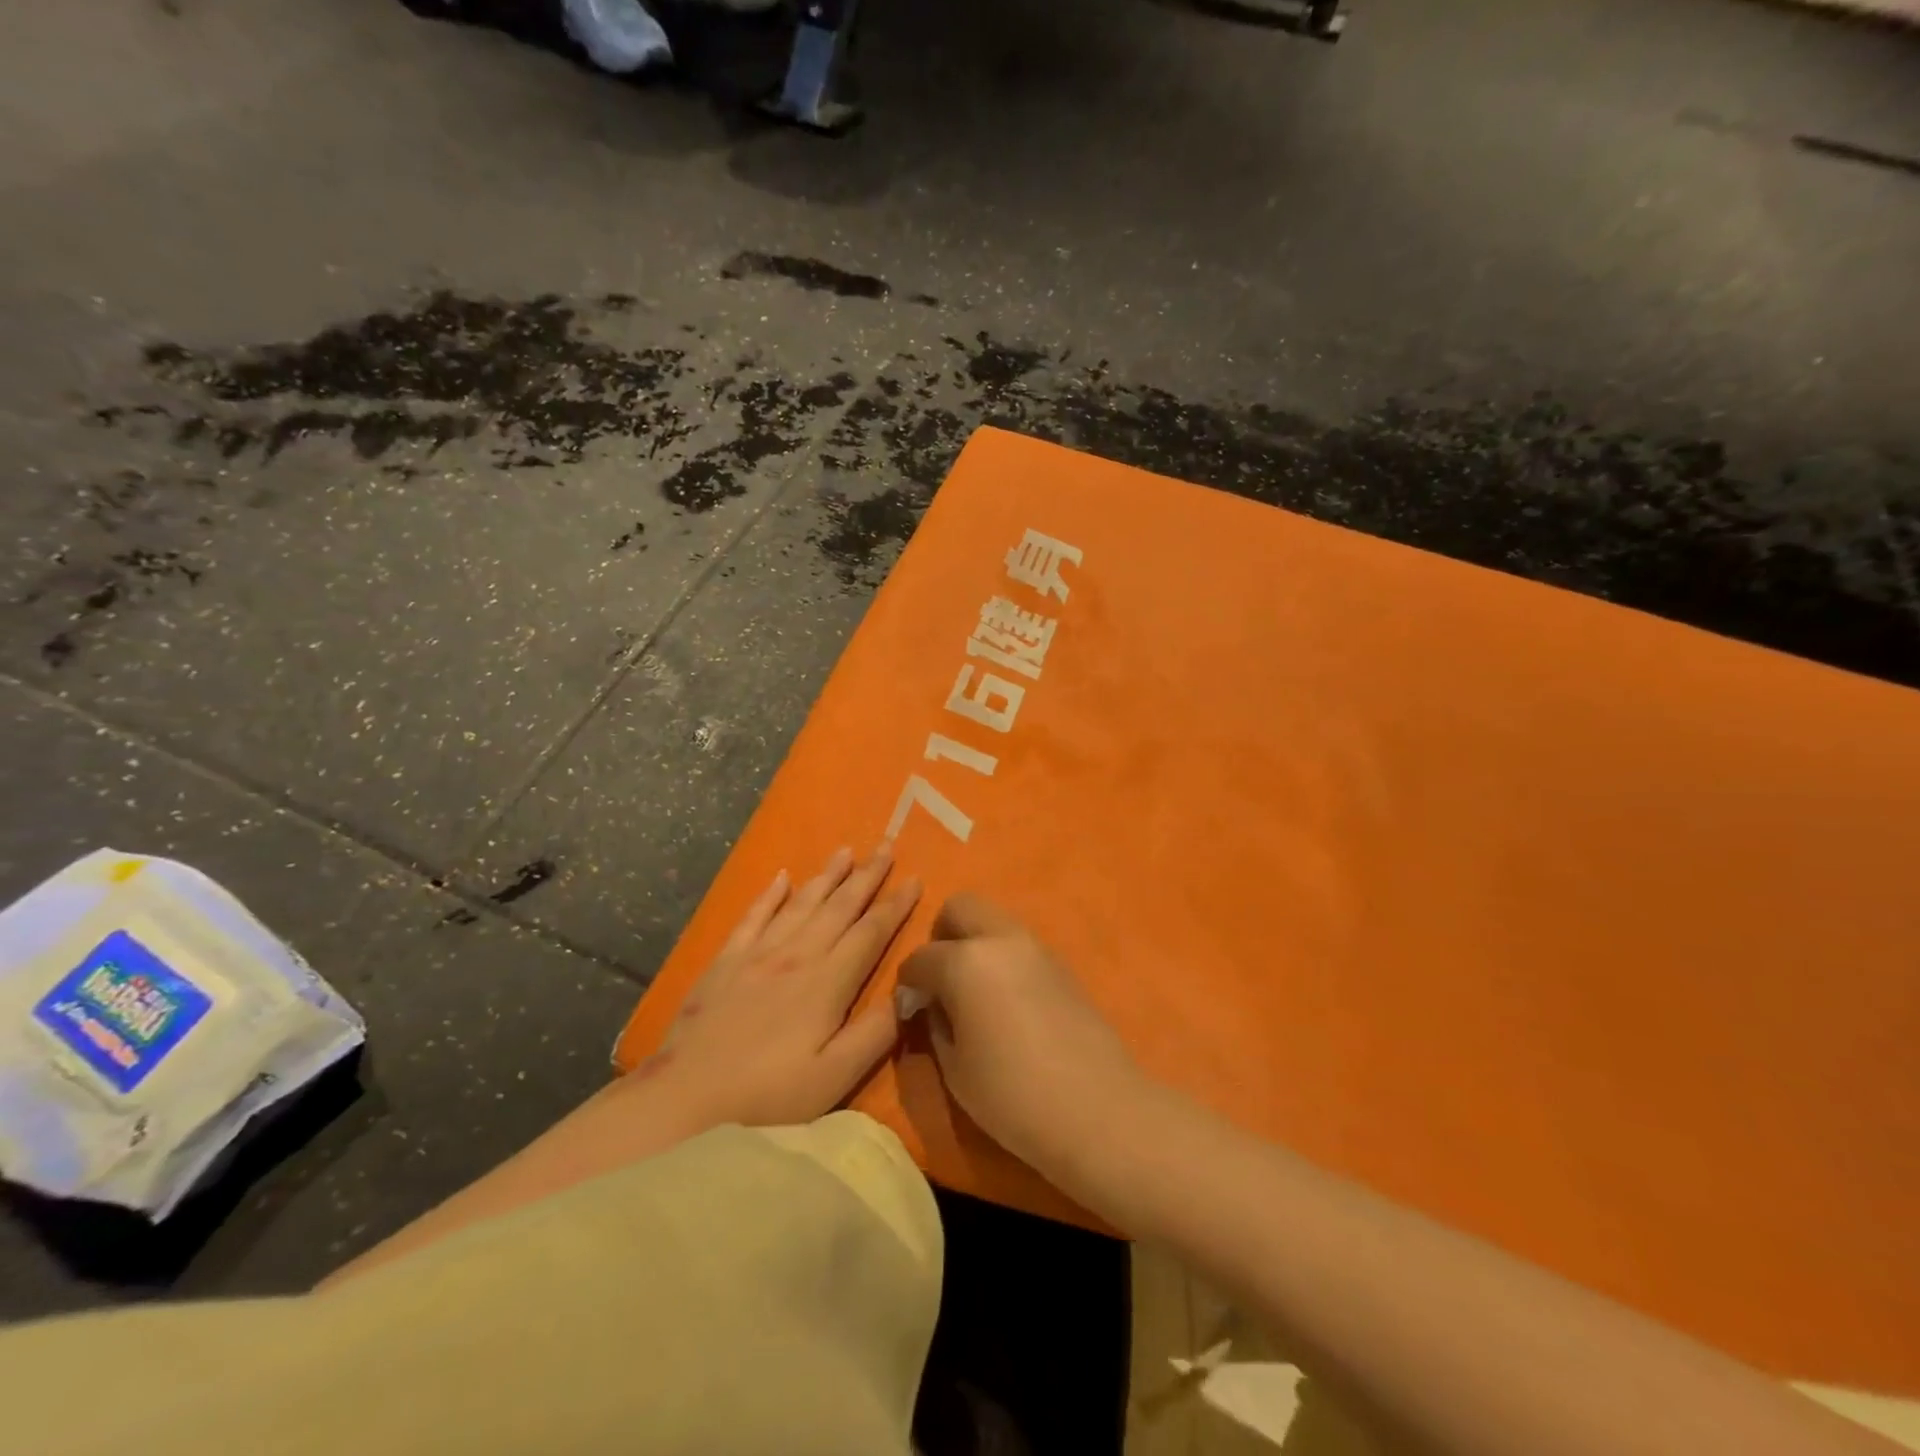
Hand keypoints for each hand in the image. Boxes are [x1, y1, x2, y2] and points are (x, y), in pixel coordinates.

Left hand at [635, 844, 920, 1128]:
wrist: (684, 1102)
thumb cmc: (768, 1098)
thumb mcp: (834, 1078)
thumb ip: (875, 1033)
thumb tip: (911, 991)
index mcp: (827, 983)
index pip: (870, 933)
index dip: (895, 905)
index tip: (915, 878)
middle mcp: (796, 956)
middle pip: (839, 907)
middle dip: (866, 876)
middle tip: (886, 845)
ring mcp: (757, 954)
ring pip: (800, 904)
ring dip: (825, 876)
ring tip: (845, 851)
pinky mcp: (724, 962)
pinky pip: (753, 916)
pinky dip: (769, 895)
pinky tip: (781, 877)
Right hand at [897, 893, 1143, 1165]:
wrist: (1099, 1110)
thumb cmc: (1013, 1096)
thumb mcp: (955, 1068)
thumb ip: (937, 1023)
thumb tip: (934, 1004)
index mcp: (966, 961)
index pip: (921, 958)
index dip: (908, 983)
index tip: (910, 1007)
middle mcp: (1001, 940)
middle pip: (960, 907)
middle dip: (942, 936)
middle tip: (942, 982)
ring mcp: (1036, 947)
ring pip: (994, 920)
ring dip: (976, 943)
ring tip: (975, 994)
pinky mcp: (1062, 964)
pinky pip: (1019, 944)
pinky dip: (1003, 958)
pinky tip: (1007, 1002)